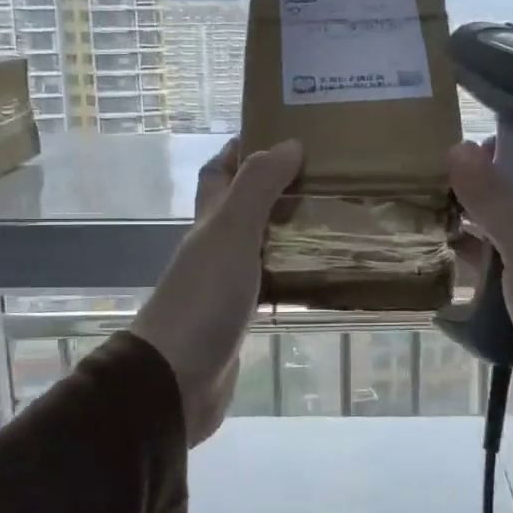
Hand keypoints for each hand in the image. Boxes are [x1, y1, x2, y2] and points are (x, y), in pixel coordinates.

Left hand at [132, 137, 302, 446]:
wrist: (176, 379)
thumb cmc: (203, 298)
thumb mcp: (231, 232)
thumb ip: (258, 187)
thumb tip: (289, 143)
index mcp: (209, 222)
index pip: (218, 172)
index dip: (241, 149)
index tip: (281, 132)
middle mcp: (215, 248)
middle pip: (243, 208)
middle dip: (277, 189)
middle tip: (326, 178)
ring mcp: (226, 285)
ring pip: (261, 246)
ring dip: (290, 232)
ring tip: (336, 220)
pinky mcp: (241, 318)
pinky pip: (272, 285)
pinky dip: (294, 274)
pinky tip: (323, 276)